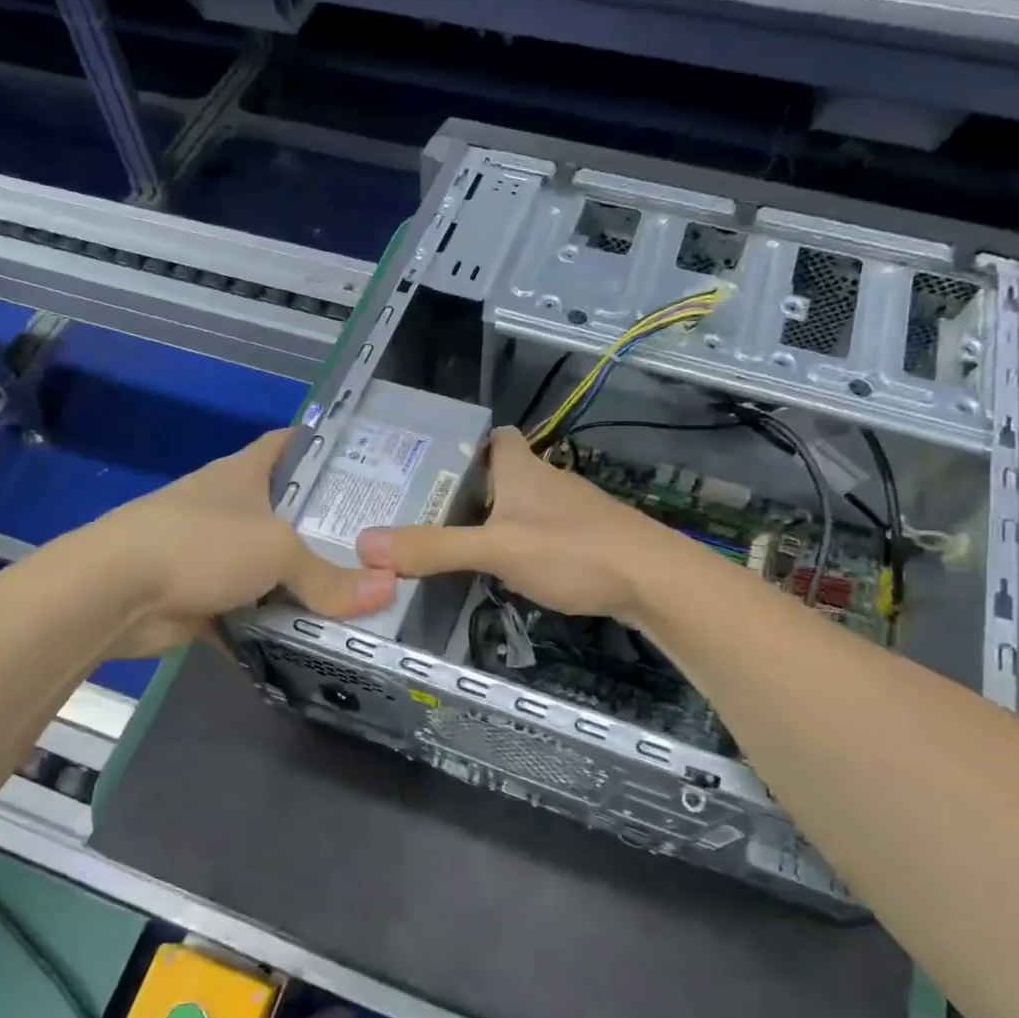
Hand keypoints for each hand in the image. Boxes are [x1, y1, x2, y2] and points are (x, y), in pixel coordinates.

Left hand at [100, 429, 395, 657]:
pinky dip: (273, 627)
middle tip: (379, 543)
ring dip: (302, 583)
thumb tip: (387, 590)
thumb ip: (330, 576)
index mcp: (244, 473)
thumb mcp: (277, 552)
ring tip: (358, 593)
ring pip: (270, 566)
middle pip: (287, 511)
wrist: (114, 593)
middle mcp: (229, 507)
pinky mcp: (200, 597)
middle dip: (328, 527)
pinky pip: (250, 611)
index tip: (367, 461)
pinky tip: (312, 639)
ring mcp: (212, 554)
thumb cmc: (200, 544)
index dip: (325, 446)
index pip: (290, 444)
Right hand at [356, 426, 676, 621]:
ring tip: (458, 547)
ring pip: (525, 507)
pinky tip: (508, 573)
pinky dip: (523, 546)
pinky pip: (545, 535)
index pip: (496, 437)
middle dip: (471, 489)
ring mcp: (573, 512)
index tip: (435, 467)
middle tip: (430, 514)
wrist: (653, 580)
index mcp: (523, 469)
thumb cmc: (572, 550)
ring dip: (496, 521)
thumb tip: (365, 545)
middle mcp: (548, 482)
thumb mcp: (495, 549)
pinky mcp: (590, 541)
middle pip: (505, 474)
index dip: (468, 445)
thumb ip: (434, 548)